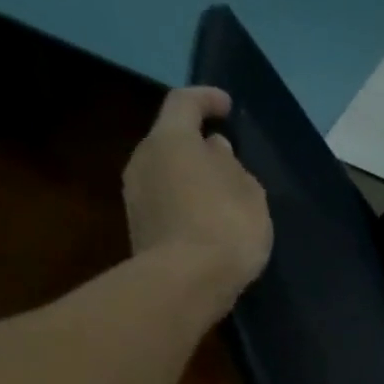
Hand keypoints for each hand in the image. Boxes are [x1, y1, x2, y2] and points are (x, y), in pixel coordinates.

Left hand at [122, 86, 271, 309]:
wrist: (186, 284)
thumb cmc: (226, 227)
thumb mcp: (249, 192)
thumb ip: (232, 165)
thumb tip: (215, 150)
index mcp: (170, 139)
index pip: (184, 103)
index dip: (207, 99)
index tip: (227, 106)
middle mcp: (143, 159)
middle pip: (171, 140)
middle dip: (198, 146)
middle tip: (228, 161)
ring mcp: (135, 196)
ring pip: (166, 174)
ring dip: (190, 179)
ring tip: (220, 198)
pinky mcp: (138, 229)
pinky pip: (165, 204)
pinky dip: (184, 205)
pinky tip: (207, 225)